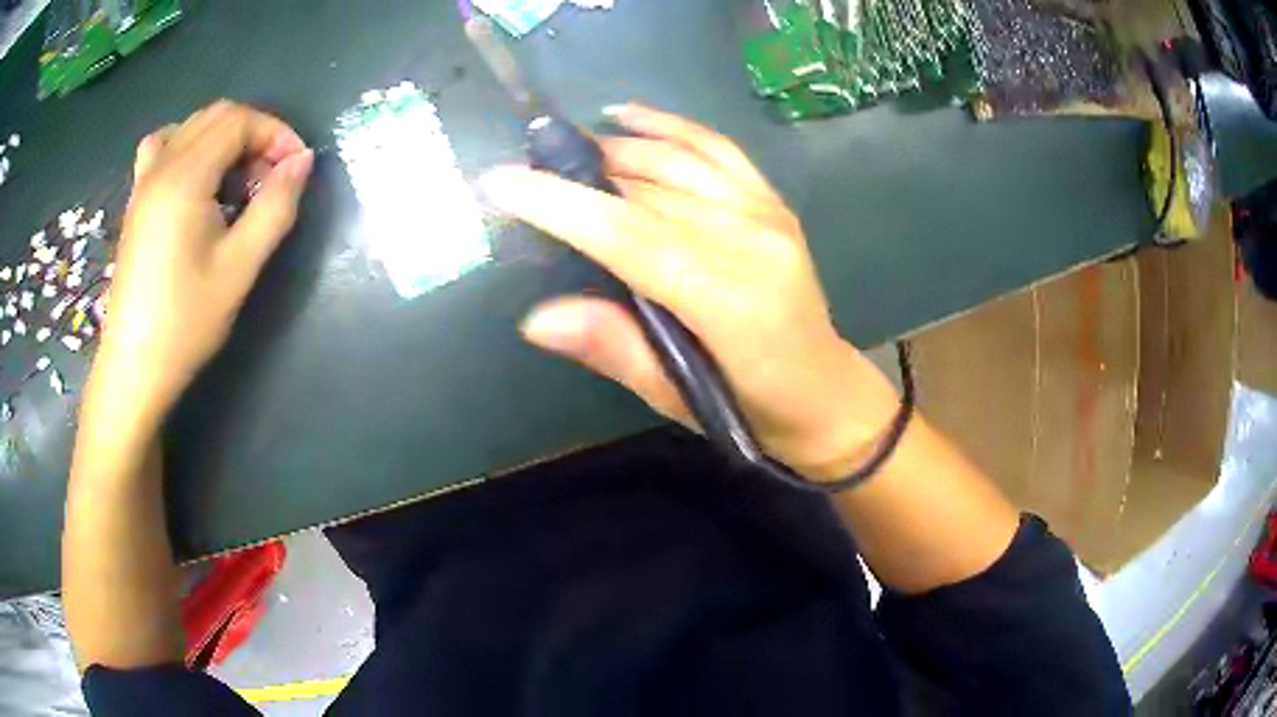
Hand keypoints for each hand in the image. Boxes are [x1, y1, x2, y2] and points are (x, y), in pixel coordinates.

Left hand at [91, 100, 313, 420]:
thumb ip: (275, 206)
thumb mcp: (239, 268)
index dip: (276, 133)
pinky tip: (197, 177)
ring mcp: (144, 181)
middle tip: (271, 177)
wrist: (134, 367)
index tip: (296, 168)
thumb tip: (302, 161)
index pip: (239, 121)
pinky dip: (189, 145)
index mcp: (185, 177)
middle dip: (254, 134)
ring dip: (224, 138)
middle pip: (217, 116)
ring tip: (237, 179)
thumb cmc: (186, 322)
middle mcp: (161, 165)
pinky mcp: (136, 200)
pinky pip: (164, 145)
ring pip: (192, 126)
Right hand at [479, 104, 900, 479]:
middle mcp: (751, 240)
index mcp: (728, 299)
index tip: (499, 182)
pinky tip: (626, 115)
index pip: (629, 235)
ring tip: (561, 148)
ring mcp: (766, 212)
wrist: (826, 394)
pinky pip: (716, 148)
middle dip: (574, 173)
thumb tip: (536, 318)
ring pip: (675, 159)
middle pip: (646, 189)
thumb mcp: (678, 398)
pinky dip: (668, 126)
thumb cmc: (752, 411)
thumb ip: (614, 349)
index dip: (561, 204)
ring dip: (611, 147)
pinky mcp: (772, 202)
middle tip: (522, 171)